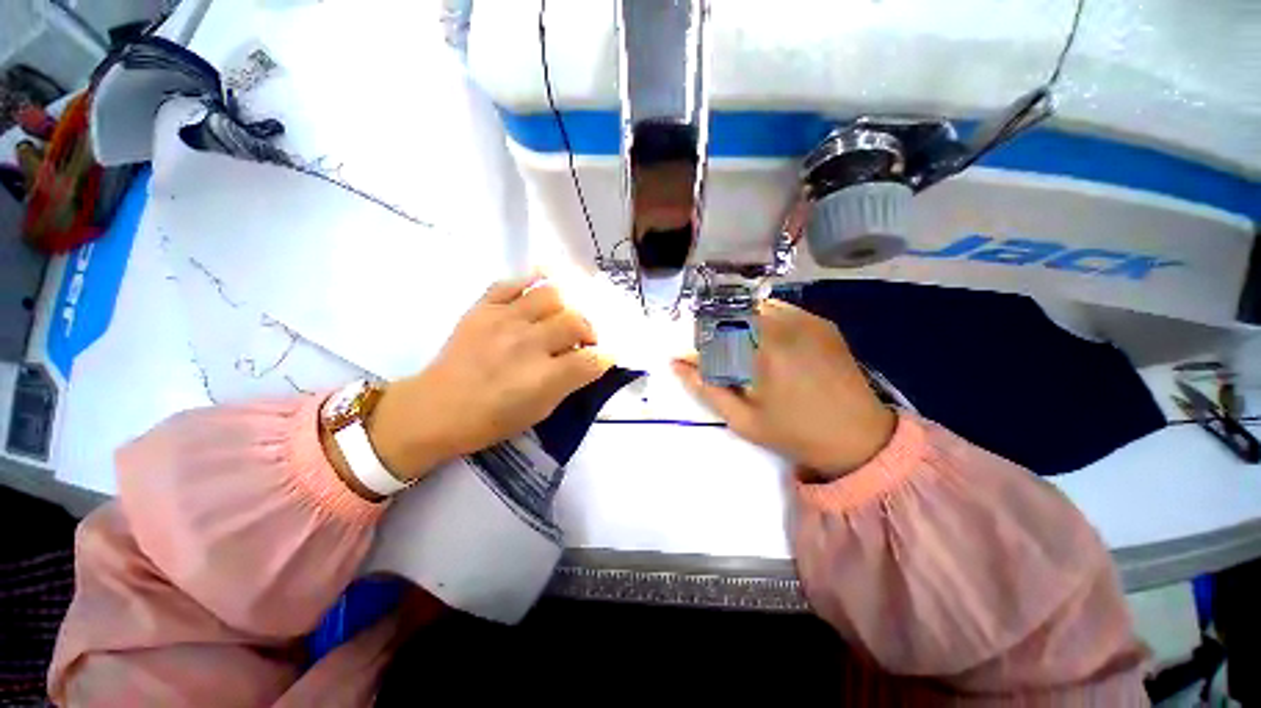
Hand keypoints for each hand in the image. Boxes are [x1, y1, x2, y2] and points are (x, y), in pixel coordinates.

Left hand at [367, 276, 612, 480]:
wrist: (435, 409)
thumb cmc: (491, 419)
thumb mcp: (540, 411)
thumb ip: (569, 383)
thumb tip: (590, 361)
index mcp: (544, 377)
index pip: (592, 359)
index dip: (605, 357)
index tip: (605, 357)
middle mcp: (529, 344)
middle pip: (576, 321)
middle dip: (588, 331)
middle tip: (582, 340)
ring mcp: (504, 321)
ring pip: (551, 295)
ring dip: (564, 307)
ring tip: (558, 317)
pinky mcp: (483, 308)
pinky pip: (512, 282)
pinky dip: (531, 281)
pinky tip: (538, 288)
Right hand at [673, 299, 894, 479]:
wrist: (859, 437)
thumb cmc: (795, 433)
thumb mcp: (743, 420)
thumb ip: (706, 388)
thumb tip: (676, 364)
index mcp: (763, 352)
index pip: (712, 336)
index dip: (694, 348)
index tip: (685, 360)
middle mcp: (784, 327)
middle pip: (731, 313)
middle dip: (713, 332)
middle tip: (713, 357)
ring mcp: (806, 320)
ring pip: (754, 307)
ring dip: (736, 324)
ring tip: (738, 351)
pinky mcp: (821, 322)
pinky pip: (779, 309)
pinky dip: (761, 320)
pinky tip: (764, 343)